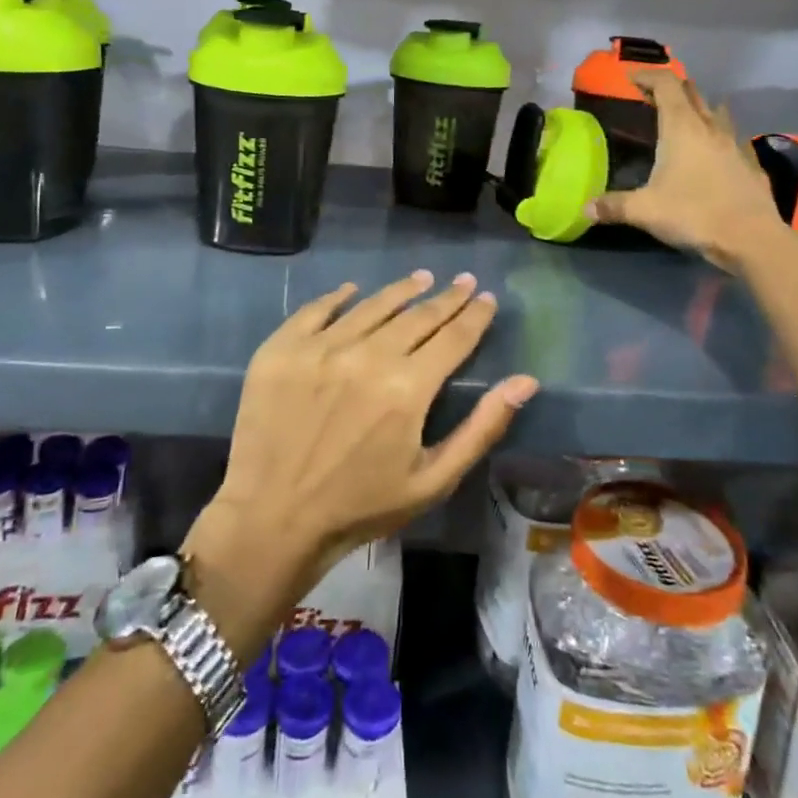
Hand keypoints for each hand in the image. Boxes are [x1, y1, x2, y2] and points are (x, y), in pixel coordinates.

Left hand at [193, 271, 537, 598]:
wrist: (271, 519)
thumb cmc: (361, 506)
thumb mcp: (433, 479)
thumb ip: (482, 427)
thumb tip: (526, 380)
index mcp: (408, 387)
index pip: (453, 337)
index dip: (475, 315)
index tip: (487, 298)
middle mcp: (367, 355)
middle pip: (417, 315)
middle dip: (446, 297)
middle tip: (464, 281)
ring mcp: (321, 347)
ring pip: (371, 305)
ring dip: (401, 290)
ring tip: (421, 277)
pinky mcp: (282, 349)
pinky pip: (317, 310)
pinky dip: (339, 297)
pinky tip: (353, 290)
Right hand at [586, 72, 787, 269]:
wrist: (751, 238)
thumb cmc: (694, 214)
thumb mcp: (645, 211)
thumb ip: (613, 206)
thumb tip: (584, 208)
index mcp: (682, 128)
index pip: (666, 85)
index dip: (647, 76)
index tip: (630, 79)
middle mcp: (710, 127)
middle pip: (691, 93)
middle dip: (671, 89)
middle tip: (652, 99)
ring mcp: (735, 144)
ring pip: (716, 112)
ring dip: (698, 108)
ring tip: (684, 120)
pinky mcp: (751, 164)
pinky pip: (733, 138)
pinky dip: (719, 136)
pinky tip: (714, 153)